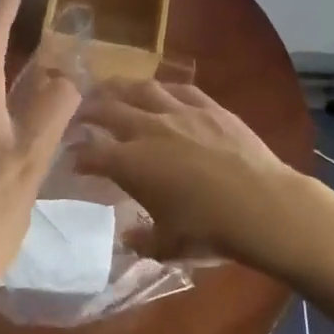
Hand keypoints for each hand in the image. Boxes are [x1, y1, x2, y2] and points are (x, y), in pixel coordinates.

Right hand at [71, 80, 333, 276]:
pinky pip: (180, 89)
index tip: (72, 157)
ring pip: (141, 89)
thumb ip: (143, 242)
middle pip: (108, 110)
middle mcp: (148, 129)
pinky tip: (159, 91)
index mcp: (131, 163)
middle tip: (78, 112)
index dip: (78, 154)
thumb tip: (128, 238)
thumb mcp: (169, 246)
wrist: (262, 205)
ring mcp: (180, 112)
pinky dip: (163, 89)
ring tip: (110, 88)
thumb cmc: (210, 230)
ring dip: (120, 87)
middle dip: (88, 110)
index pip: (92, 152)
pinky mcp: (209, 106)